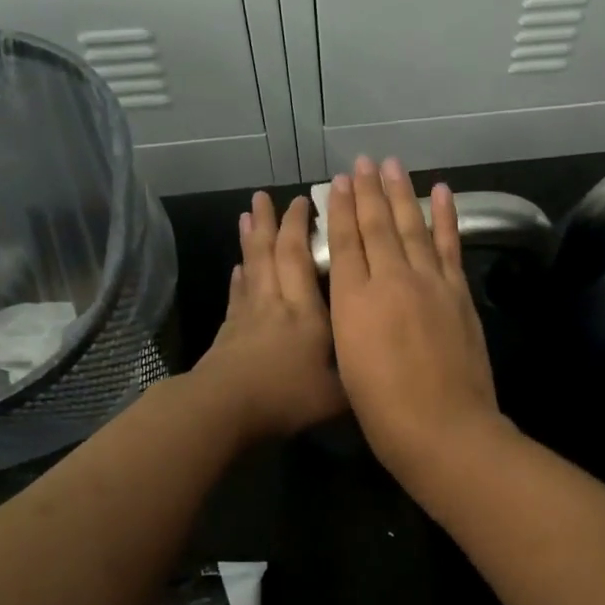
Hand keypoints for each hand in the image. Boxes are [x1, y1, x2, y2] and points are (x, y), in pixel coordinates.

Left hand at [194, 192, 345, 439]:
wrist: (227, 408)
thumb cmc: (286, 397)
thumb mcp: (337, 394)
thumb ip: (357, 373)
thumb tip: (378, 360)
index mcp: (306, 312)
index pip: (301, 258)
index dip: (300, 228)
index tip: (304, 201)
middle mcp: (277, 303)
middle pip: (271, 253)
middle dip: (272, 222)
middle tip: (267, 196)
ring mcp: (248, 315)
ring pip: (251, 266)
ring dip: (250, 238)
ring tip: (247, 214)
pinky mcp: (229, 331)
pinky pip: (236, 294)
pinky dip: (239, 276)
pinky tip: (238, 267)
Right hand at [326, 156, 507, 483]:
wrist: (443, 428)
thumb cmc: (383, 410)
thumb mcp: (347, 364)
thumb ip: (348, 319)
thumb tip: (352, 292)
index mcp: (354, 301)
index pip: (345, 243)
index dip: (340, 211)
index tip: (337, 183)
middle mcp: (390, 280)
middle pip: (377, 226)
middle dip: (367, 192)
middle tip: (362, 162)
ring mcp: (429, 283)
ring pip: (412, 227)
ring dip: (401, 194)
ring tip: (392, 166)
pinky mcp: (458, 292)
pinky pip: (449, 245)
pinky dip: (445, 217)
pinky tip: (442, 192)